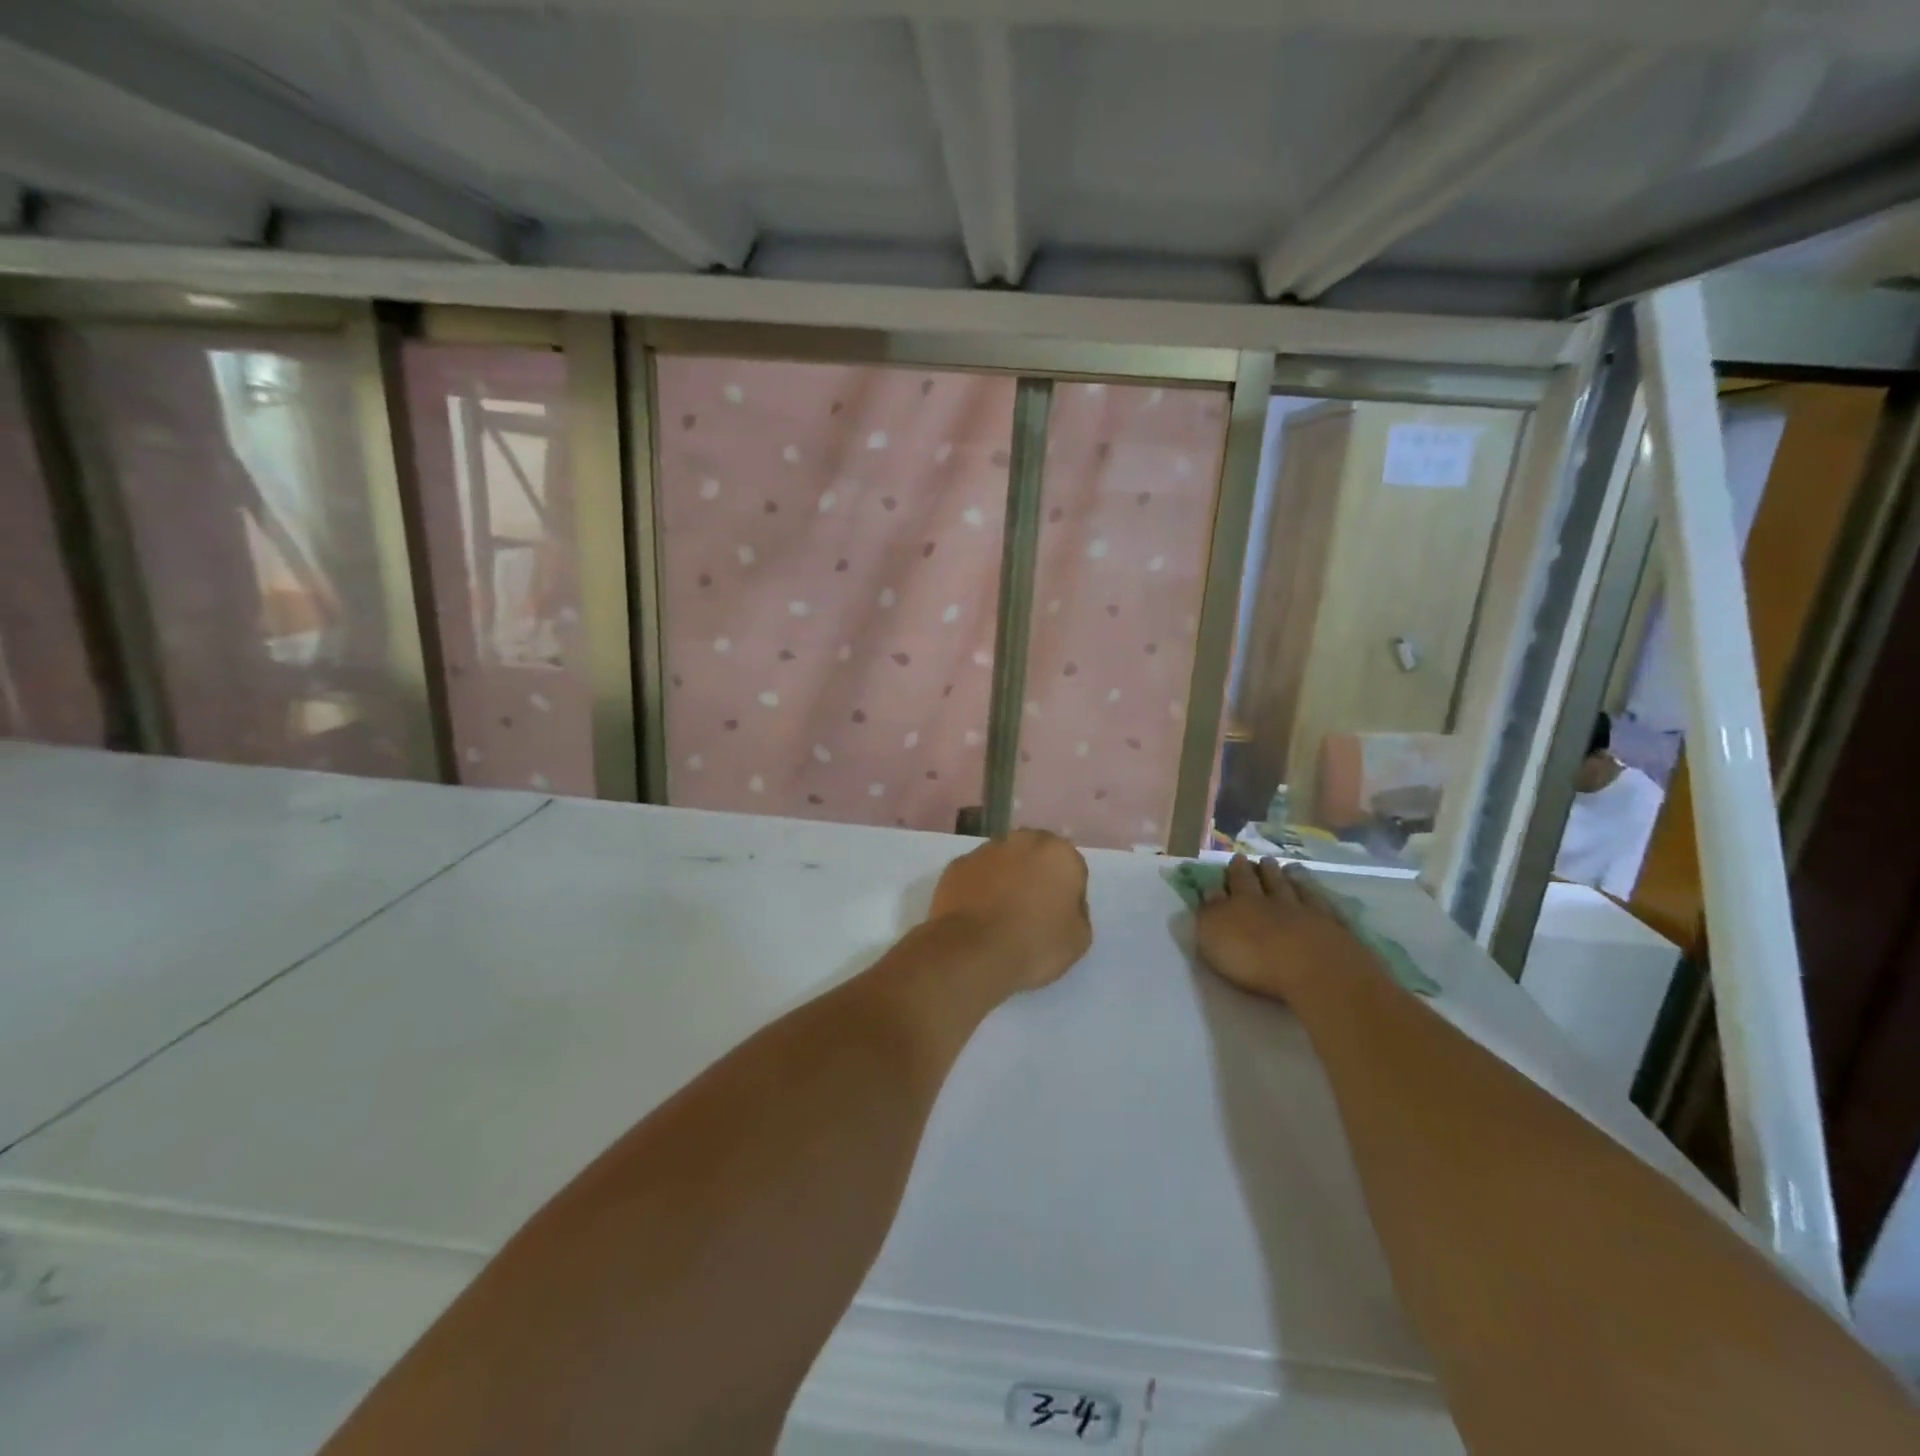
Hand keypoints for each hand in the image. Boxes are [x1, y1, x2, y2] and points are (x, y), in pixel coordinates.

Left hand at [928, 830, 1091, 993]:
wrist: (972, 953)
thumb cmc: (1034, 945)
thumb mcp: (1078, 939)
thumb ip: (1077, 911)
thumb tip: (1064, 903)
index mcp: (1059, 853)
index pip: (1071, 867)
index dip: (1066, 892)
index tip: (1057, 915)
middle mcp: (1023, 840)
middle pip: (1036, 854)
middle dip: (1035, 874)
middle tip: (1030, 909)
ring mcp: (987, 849)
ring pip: (1004, 859)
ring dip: (1006, 877)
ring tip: (999, 913)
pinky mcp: (958, 864)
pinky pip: (977, 873)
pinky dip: (979, 886)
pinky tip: (976, 913)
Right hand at [1195, 855, 1377, 1003]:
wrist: (1315, 971)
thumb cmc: (1254, 958)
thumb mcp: (1215, 935)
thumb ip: (1210, 912)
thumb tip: (1209, 890)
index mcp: (1244, 902)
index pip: (1238, 881)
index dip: (1236, 871)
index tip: (1236, 858)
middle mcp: (1276, 901)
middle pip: (1269, 881)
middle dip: (1263, 870)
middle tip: (1263, 859)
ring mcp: (1310, 913)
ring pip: (1299, 890)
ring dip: (1293, 878)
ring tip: (1291, 868)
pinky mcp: (1337, 931)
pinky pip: (1327, 908)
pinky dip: (1321, 898)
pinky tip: (1322, 895)